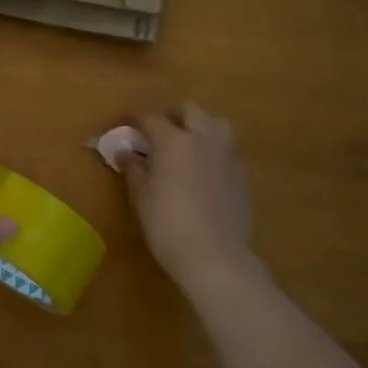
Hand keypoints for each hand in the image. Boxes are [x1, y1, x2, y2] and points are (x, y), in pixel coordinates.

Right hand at [122, 104, 256, 292]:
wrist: (215, 256)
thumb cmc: (167, 224)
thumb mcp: (141, 196)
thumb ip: (132, 168)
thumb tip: (124, 152)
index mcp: (174, 140)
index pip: (150, 118)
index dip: (135, 119)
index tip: (125, 124)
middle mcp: (203, 138)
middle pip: (190, 111)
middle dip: (173, 117)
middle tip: (159, 135)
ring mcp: (227, 154)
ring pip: (216, 124)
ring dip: (200, 127)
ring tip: (187, 147)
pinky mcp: (242, 174)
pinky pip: (228, 149)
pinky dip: (214, 150)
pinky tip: (205, 170)